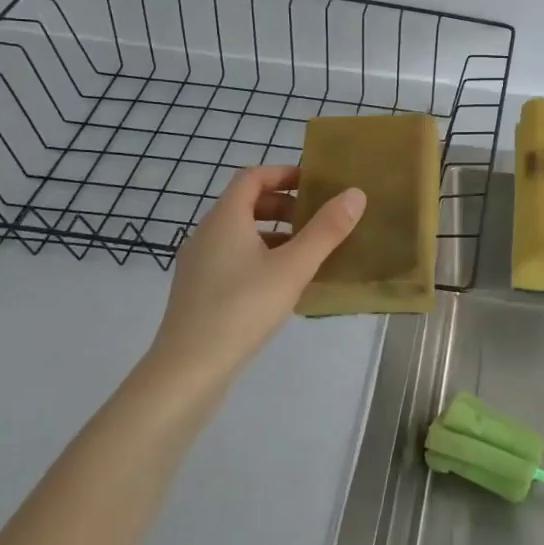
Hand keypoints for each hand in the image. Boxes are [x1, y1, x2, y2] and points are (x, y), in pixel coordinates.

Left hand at [145, 166, 365, 382]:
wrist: (188, 371)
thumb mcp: (293, 267)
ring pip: (240, 234)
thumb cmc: (242, 308)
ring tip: (307, 252)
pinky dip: (260, 257)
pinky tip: (282, 284)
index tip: (315, 183)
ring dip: (274, 233)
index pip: (252, 177)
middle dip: (283, 205)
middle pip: (245, 203)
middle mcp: (206, 234)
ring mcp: (198, 265)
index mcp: (225, 219)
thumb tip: (355, 193)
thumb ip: (326, 230)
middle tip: (316, 218)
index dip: (284, 173)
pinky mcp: (199, 292)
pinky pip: (233, 258)